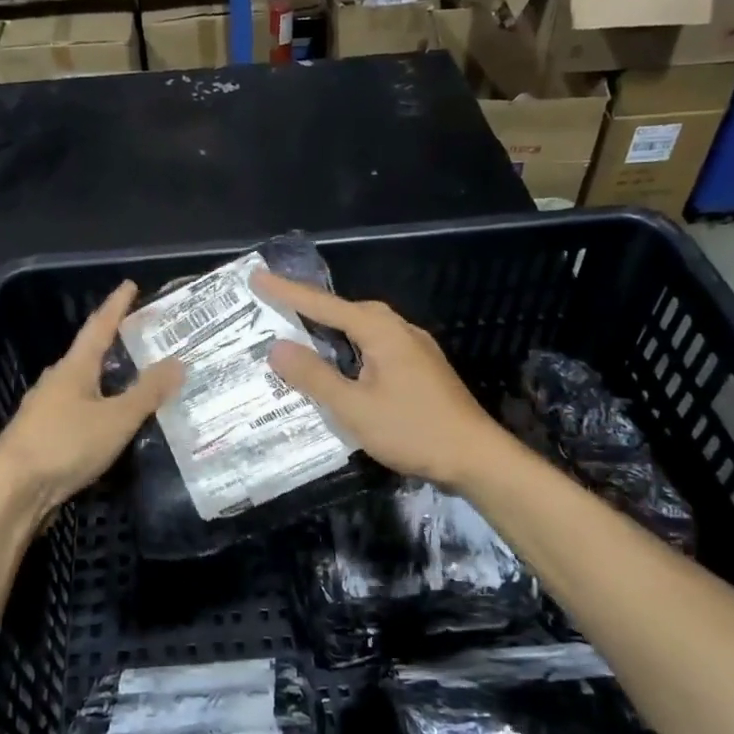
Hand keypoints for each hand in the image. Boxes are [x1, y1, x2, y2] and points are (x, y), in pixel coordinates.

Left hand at [0, 281, 183, 518]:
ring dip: (105, 380)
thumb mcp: (116, 419)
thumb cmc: (65, 445)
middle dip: (112, 344)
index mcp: (74, 368)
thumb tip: (177, 361)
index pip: (99, 327)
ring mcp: (44, 410)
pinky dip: (96, 408)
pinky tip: (107, 423)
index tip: (130, 285)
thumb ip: (148, 392)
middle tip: (140, 338)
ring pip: (81, 386)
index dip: (116, 306)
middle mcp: (56, 382)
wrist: (12, 491)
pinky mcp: (41, 437)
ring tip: (131, 381)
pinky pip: (76, 412)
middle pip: (87, 355)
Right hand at [253, 271, 505, 489]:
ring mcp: (414, 348)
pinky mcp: (421, 367)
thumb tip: (277, 347)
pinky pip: (376, 344)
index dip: (287, 292)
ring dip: (332, 328)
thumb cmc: (412, 429)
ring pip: (364, 327)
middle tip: (276, 307)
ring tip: (301, 334)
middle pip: (347, 310)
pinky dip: (350, 346)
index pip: (324, 305)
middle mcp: (399, 329)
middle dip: (310, 306)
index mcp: (381, 331)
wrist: (476, 457)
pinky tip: (342, 365)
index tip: (257, 276)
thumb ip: (314, 376)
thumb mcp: (354, 407)